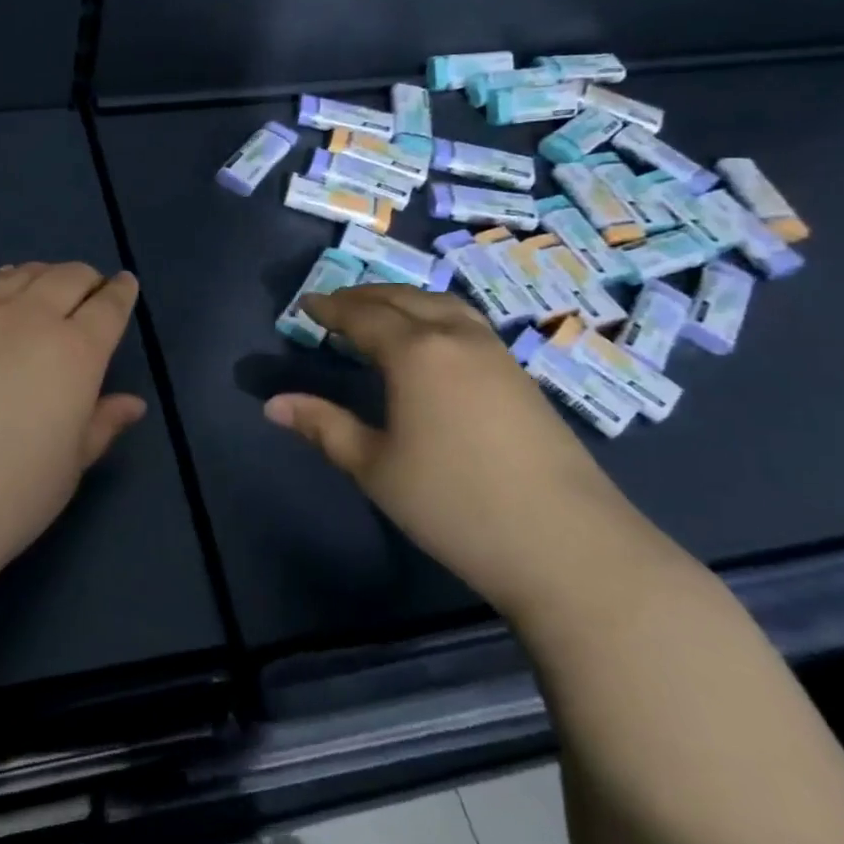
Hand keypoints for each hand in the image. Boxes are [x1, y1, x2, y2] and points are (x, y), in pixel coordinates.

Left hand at [0, 262, 146, 573]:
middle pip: (66, 278)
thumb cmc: (11, 492)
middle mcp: (30, 318)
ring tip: (44, 286)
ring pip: (19, 275)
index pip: (108, 307)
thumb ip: (102, 423)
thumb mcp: (70, 465)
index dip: (121, 292)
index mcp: (75, 352)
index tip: (125, 284)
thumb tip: (132, 403)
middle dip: (85, 279)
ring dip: (41, 275)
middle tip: (88, 290)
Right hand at [262, 285, 640, 618]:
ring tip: (381, 314)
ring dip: (404, 301)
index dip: (331, 308)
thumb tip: (273, 404)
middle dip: (365, 296)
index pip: (364, 316)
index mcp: (416, 353)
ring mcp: (497, 355)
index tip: (306, 304)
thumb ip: (324, 427)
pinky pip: (467, 324)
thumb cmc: (456, 504)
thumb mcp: (375, 468)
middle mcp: (456, 339)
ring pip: (443, 305)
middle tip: (336, 305)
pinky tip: (432, 344)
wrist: (570, 546)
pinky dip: (435, 316)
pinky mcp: (523, 378)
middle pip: (404, 299)